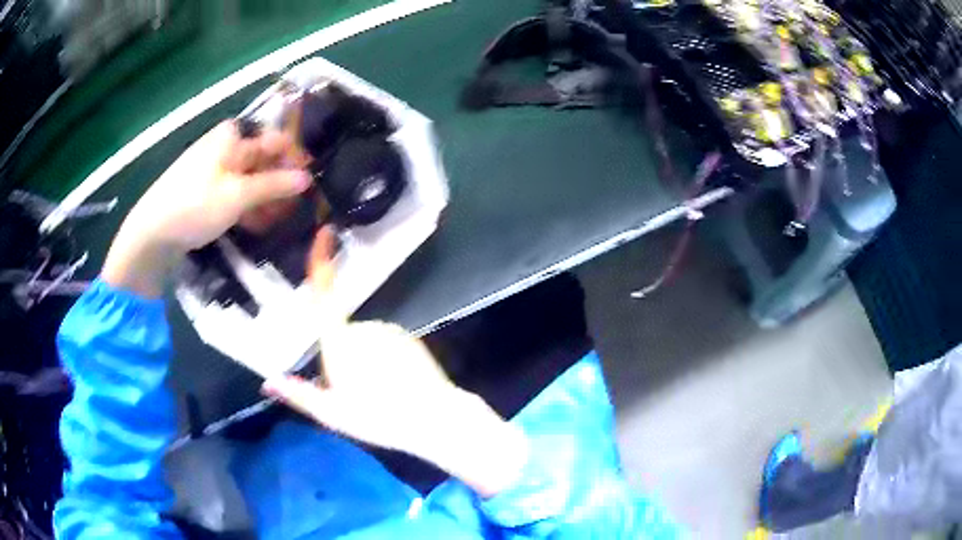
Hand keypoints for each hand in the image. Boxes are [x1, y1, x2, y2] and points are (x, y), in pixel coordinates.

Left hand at [103, 121, 310, 296]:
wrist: (151, 232)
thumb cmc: (194, 205)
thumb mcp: (237, 195)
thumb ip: (274, 185)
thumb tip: (307, 178)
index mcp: (232, 136)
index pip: (275, 140)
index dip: (294, 161)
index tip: (308, 185)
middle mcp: (224, 146)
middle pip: (262, 160)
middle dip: (279, 183)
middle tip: (295, 209)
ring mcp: (213, 169)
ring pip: (249, 179)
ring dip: (264, 199)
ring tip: (277, 222)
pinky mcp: (205, 190)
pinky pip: (233, 193)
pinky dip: (246, 206)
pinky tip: (254, 224)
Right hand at [262, 230, 528, 496]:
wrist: (434, 419)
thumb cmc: (378, 418)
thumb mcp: (333, 414)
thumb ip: (300, 395)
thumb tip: (269, 383)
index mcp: (339, 342)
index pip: (325, 296)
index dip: (322, 262)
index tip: (325, 233)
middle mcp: (364, 327)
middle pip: (342, 333)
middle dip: (342, 355)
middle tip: (353, 392)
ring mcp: (389, 330)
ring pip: (365, 341)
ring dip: (364, 361)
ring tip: (377, 394)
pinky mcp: (409, 339)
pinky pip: (386, 345)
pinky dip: (385, 360)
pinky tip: (394, 387)